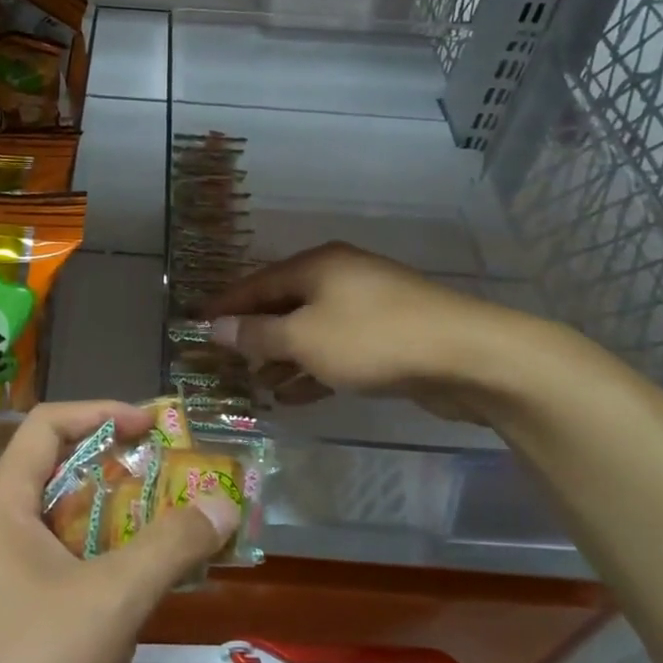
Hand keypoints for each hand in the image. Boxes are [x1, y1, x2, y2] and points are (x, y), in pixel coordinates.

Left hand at [0, 401, 241, 662]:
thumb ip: (169, 548)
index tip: (153, 426)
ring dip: (112, 523)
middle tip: (174, 485)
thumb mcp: (110, 603)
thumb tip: (222, 502)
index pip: (49, 424)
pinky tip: (129, 596)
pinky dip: (94, 564)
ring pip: (58, 527)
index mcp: (2, 504)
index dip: (102, 412)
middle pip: (57, 474)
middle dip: (119, 473)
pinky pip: (53, 569)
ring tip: (165, 536)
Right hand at [205, 241, 537, 420]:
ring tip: (256, 387)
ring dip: (282, 358)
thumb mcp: (304, 338)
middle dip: (254, 336)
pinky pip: (337, 350)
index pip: (255, 283)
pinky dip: (314, 370)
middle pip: (283, 305)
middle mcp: (339, 278)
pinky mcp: (388, 337)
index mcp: (316, 266)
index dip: (224, 305)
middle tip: (224, 363)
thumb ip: (257, 335)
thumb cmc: (373, 339)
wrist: (468, 356)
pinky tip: (295, 397)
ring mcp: (367, 307)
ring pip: (311, 331)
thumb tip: (214, 328)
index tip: (194, 325)